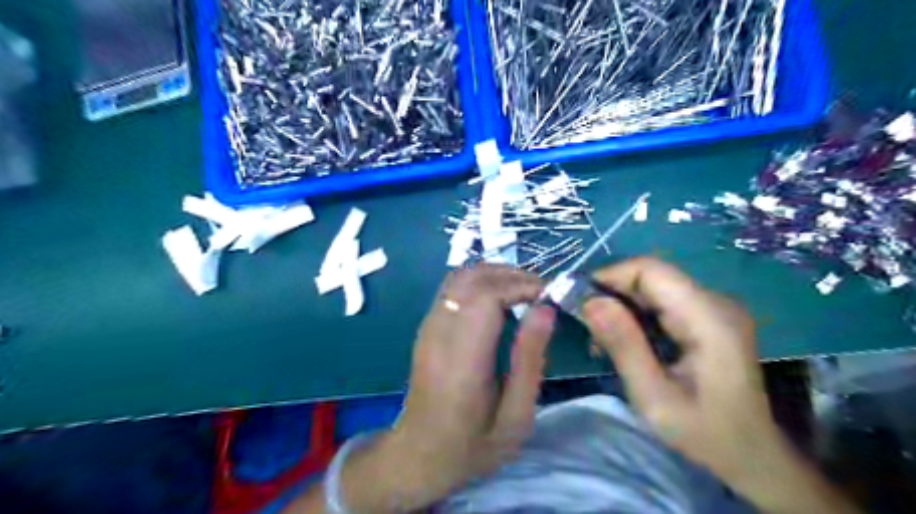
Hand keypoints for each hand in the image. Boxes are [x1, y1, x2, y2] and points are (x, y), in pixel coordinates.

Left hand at [327, 265, 550, 513]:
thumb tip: (545, 309)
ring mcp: (428, 326)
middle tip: (541, 293)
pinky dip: (481, 283)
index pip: (486, 296)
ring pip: (461, 276)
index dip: (520, 285)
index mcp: (462, 358)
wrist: (419, 454)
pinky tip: (500, 302)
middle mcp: (439, 332)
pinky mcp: (427, 326)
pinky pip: (454, 288)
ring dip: (496, 275)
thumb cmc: (472, 444)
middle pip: (472, 277)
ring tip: (524, 293)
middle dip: (511, 275)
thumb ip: (529, 360)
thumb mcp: (516, 416)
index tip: (549, 296)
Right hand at [582, 261, 863, 512]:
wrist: (753, 456)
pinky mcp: (707, 319)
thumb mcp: (654, 396)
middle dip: (612, 295)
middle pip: (651, 277)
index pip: (651, 270)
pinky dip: (636, 317)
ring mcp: (713, 309)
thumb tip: (589, 301)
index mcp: (708, 318)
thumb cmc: (706, 434)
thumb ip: (623, 345)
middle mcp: (715, 303)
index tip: (582, 303)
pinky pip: (662, 303)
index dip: (611, 276)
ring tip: (602, 342)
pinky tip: (625, 342)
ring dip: (621, 307)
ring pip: (653, 289)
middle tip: (588, 329)